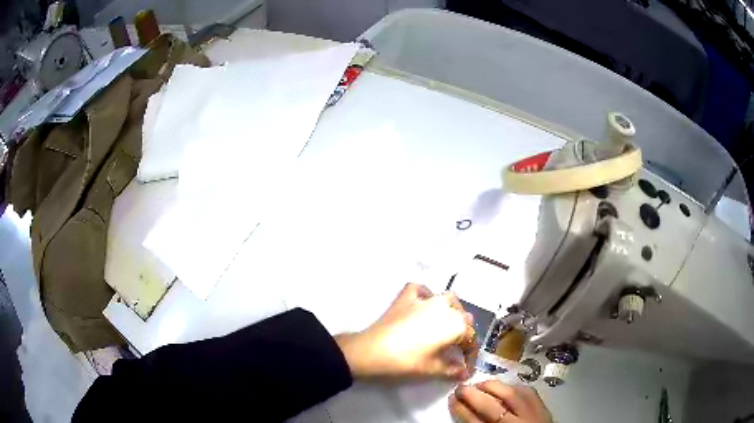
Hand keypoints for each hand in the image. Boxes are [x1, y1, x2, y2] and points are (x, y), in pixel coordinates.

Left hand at [335, 283, 475, 379]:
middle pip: (463, 318)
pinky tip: (423, 305)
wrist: (370, 352)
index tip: (464, 369)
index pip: (471, 339)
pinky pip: (421, 290)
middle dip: (463, 333)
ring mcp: (425, 298)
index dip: (470, 356)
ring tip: (446, 325)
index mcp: (456, 325)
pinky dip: (426, 295)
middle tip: (455, 350)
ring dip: (452, 311)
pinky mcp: (405, 297)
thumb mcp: (432, 370)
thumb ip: (453, 370)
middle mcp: (445, 307)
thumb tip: (464, 373)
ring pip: (447, 299)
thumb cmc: (405, 363)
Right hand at [449, 381, 552, 422]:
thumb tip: (464, 410)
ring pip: (512, 395)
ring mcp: (533, 415)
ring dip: (492, 386)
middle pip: (493, 407)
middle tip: (460, 388)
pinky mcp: (543, 407)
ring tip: (479, 384)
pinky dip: (513, 387)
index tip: (451, 400)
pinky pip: (527, 392)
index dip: (461, 410)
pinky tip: (504, 387)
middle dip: (474, 395)